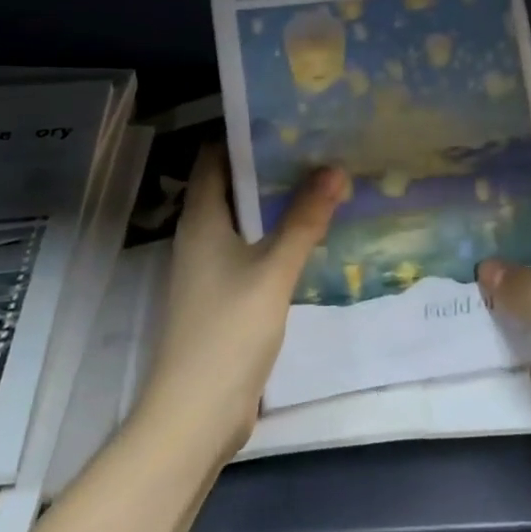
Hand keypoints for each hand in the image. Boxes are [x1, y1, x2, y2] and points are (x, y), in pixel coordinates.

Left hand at [136, 144, 346, 463]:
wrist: (196, 414)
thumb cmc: (228, 331)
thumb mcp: (273, 271)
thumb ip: (304, 220)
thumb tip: (334, 168)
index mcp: (201, 220)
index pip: (213, 158)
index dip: (242, 134)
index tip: (285, 117)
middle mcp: (199, 236)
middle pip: (231, 186)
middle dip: (268, 166)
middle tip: (316, 146)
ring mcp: (209, 269)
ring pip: (243, 220)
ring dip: (275, 203)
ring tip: (321, 182)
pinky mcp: (223, 296)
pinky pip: (250, 250)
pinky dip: (275, 236)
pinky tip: (310, 236)